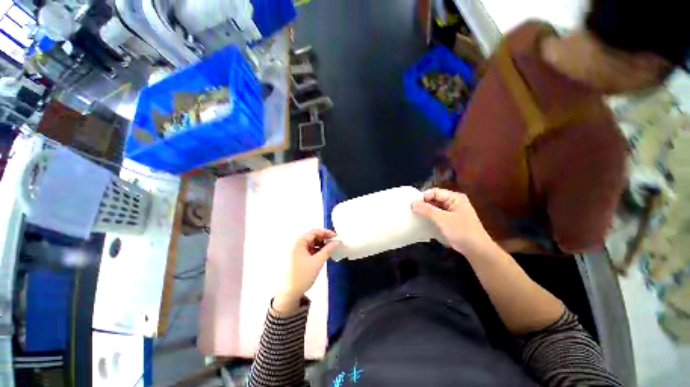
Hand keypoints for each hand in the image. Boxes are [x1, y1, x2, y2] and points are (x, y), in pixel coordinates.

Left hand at [273, 229, 339, 313]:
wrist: (289, 293)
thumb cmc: (302, 276)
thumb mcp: (317, 262)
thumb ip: (328, 250)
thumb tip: (337, 242)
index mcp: (299, 242)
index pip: (314, 232)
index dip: (325, 232)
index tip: (336, 236)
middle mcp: (297, 244)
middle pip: (312, 236)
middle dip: (324, 238)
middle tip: (334, 242)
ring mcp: (297, 250)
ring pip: (311, 242)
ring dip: (321, 244)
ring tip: (330, 248)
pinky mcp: (298, 256)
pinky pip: (309, 248)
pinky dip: (317, 249)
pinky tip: (324, 253)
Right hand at [412, 188, 493, 254]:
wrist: (477, 250)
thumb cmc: (462, 232)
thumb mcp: (443, 220)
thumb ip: (427, 210)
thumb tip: (413, 203)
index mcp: (455, 198)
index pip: (434, 192)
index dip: (423, 197)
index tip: (412, 205)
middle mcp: (453, 202)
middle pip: (434, 199)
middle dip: (423, 204)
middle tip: (411, 210)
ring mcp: (451, 212)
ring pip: (434, 208)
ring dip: (425, 211)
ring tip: (414, 216)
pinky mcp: (449, 221)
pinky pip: (436, 215)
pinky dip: (429, 217)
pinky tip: (421, 222)